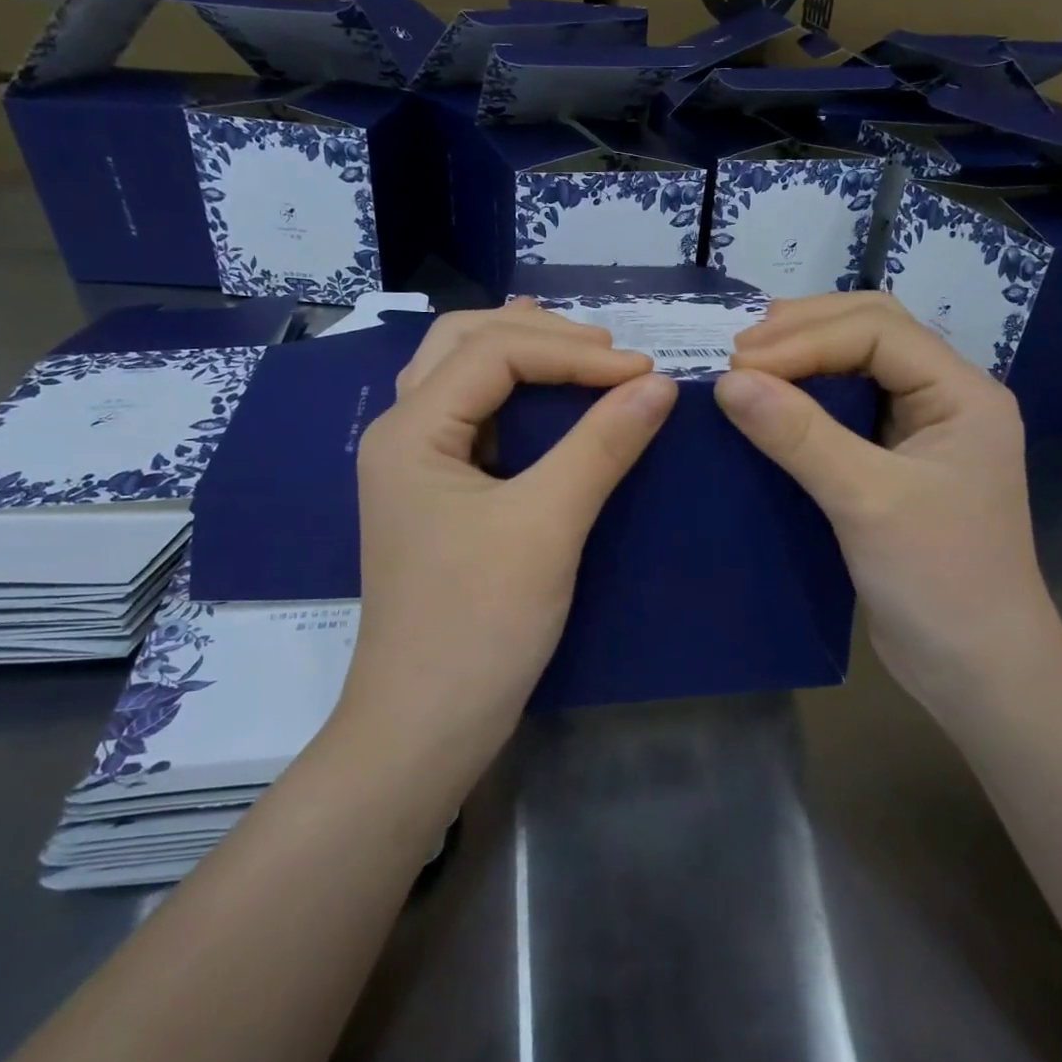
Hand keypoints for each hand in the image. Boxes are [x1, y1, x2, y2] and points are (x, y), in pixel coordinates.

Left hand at [336, 303, 677, 784]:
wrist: (425, 727)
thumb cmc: (479, 625)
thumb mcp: (547, 526)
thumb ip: (602, 445)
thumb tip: (659, 384)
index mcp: (410, 430)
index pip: (495, 352)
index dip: (574, 352)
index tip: (644, 372)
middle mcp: (401, 433)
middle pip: (464, 343)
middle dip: (540, 334)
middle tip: (609, 351)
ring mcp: (414, 465)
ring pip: (462, 375)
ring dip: (522, 353)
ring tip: (581, 349)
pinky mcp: (436, 494)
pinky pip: (473, 417)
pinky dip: (515, 394)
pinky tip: (547, 396)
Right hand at [714, 293, 1061, 711]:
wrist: (978, 672)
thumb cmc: (939, 582)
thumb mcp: (867, 501)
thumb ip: (800, 435)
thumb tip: (728, 380)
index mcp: (962, 393)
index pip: (878, 332)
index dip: (805, 338)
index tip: (738, 362)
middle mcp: (946, 398)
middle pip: (872, 332)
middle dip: (805, 331)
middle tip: (737, 349)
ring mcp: (922, 431)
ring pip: (859, 366)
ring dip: (803, 357)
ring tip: (745, 364)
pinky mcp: (896, 463)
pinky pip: (846, 410)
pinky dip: (806, 398)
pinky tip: (770, 404)